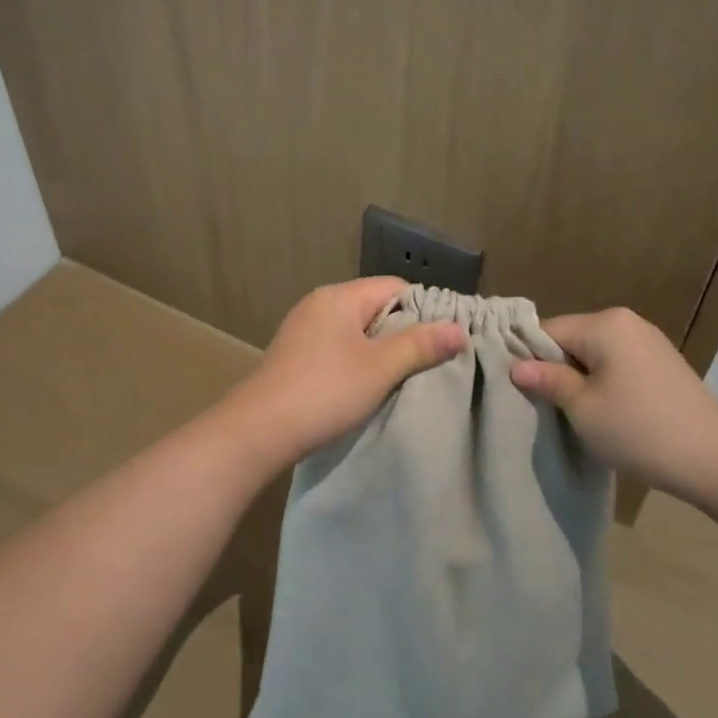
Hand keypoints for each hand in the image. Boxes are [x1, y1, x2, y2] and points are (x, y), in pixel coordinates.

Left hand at [226, 277, 465, 469]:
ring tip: (403, 376)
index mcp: (340, 297)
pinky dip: (355, 360)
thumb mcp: (380, 368)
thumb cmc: (324, 392)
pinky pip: (336, 346)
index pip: (395, 287)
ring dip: (379, 349)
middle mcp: (319, 303)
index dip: (425, 309)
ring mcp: (302, 329)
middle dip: (403, 331)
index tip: (445, 338)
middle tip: (430, 361)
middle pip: (375, 306)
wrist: (258, 430)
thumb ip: (420, 345)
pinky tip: (365, 385)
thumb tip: (459, 329)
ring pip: (355, 329)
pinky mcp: (294, 354)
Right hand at [511, 307, 717, 506]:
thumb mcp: (583, 408)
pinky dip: (604, 382)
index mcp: (604, 324)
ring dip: (579, 378)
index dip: (528, 359)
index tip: (518, 390)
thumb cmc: (640, 431)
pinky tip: (607, 412)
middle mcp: (626, 321)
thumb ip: (548, 380)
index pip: (547, 331)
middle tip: (545, 407)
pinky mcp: (662, 362)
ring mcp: (648, 340)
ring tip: (575, 413)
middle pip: (571, 339)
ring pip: (594, 353)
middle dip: (555, 368)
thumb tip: (516, 366)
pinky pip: (617, 362)